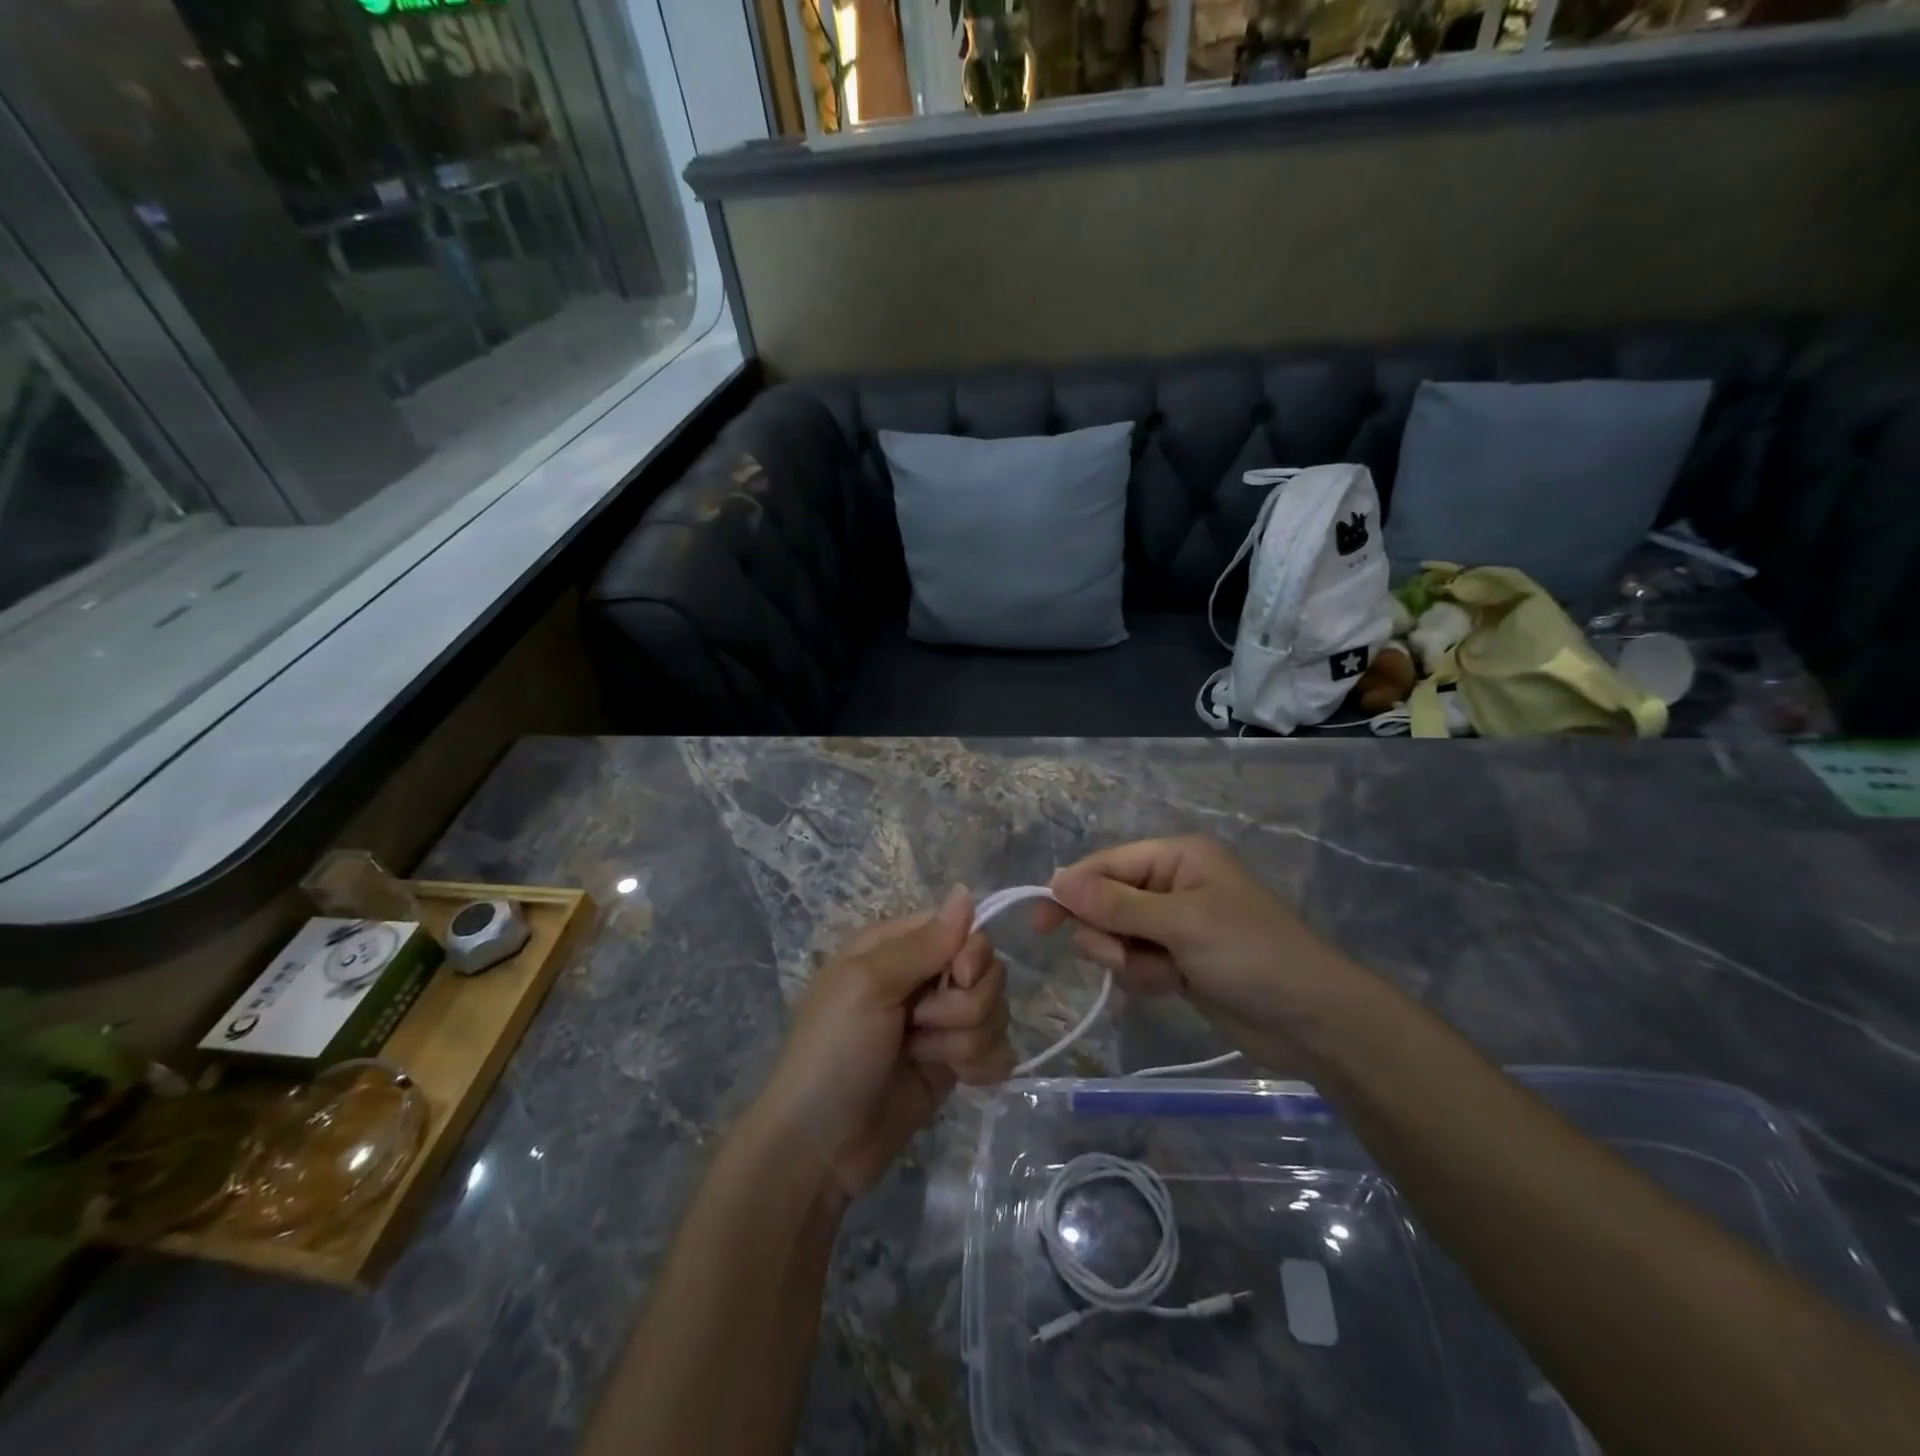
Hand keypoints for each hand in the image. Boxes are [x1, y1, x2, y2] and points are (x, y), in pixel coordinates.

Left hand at [758, 889, 1011, 1200]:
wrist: (820, 1148)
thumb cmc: (833, 1052)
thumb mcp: (868, 986)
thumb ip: (923, 943)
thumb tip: (966, 891)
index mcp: (897, 947)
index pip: (962, 928)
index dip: (971, 953)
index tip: (957, 978)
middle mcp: (924, 978)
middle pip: (986, 971)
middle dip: (963, 1005)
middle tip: (919, 1026)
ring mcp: (941, 1022)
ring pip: (995, 1011)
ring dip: (965, 1041)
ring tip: (921, 1059)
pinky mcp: (955, 1063)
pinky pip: (998, 1049)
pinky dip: (982, 1066)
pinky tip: (958, 1080)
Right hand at [1032, 836, 1361, 1050]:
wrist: (1312, 1022)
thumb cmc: (1252, 955)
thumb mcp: (1182, 924)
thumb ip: (1116, 905)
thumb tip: (1057, 881)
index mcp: (1176, 857)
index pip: (1106, 865)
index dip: (1072, 890)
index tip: (1042, 922)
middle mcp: (1171, 883)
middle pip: (1104, 901)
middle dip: (1108, 933)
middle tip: (1124, 957)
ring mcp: (1173, 924)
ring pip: (1115, 936)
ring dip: (1127, 960)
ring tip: (1163, 975)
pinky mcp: (1176, 959)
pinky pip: (1134, 962)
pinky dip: (1144, 977)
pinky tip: (1174, 987)